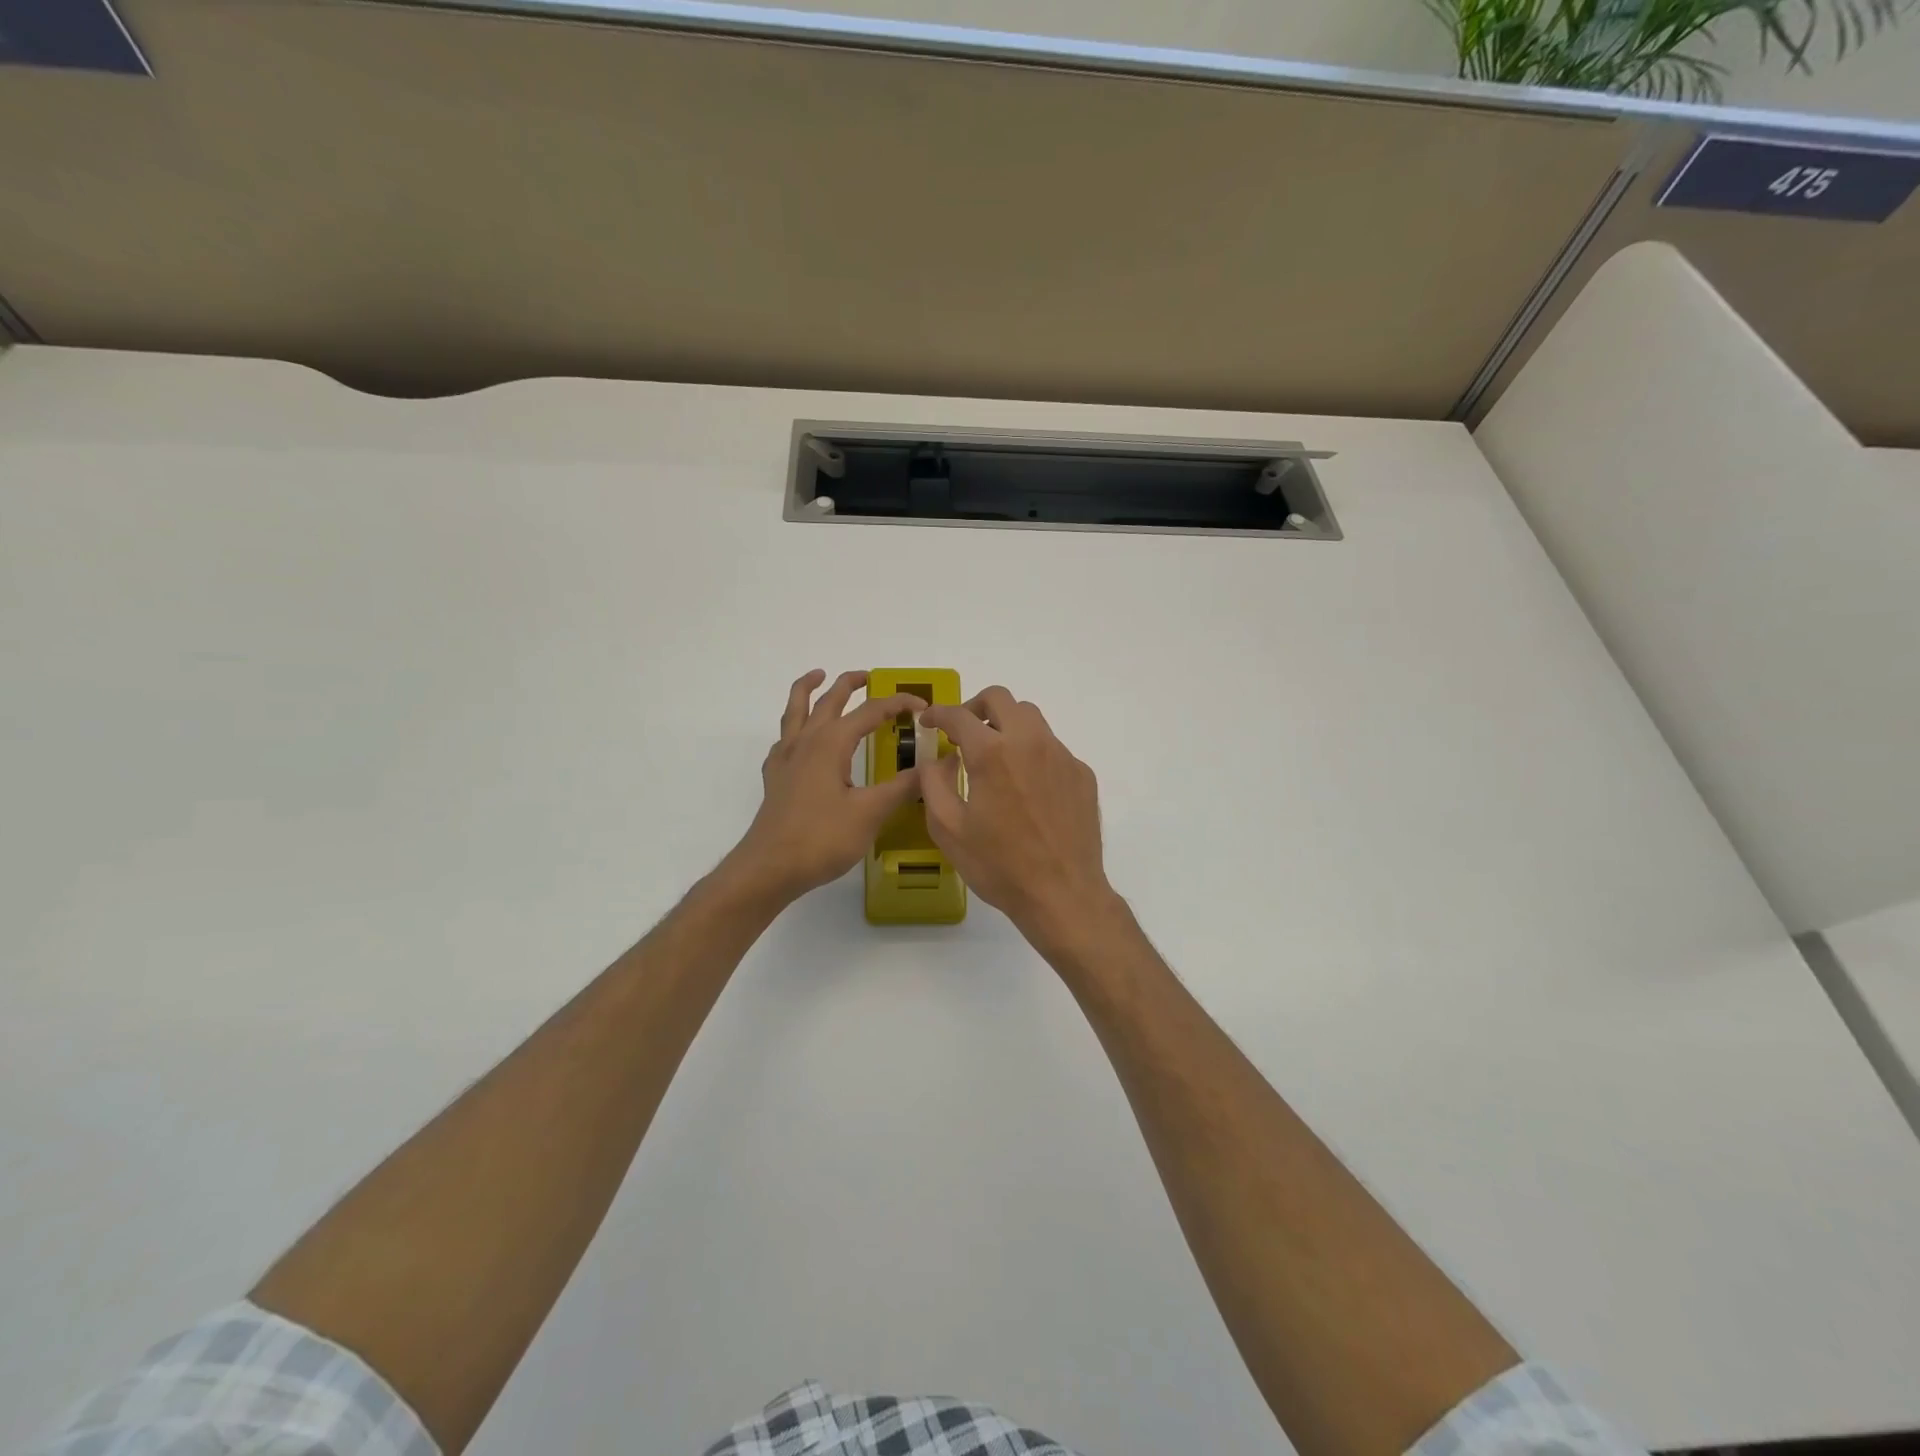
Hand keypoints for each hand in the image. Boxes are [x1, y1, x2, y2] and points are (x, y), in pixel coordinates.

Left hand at [728, 670, 926, 904]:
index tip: (923, 708)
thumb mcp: (871, 812)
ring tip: (818, 676)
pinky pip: (784, 739)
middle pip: (829, 700)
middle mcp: (806, 741)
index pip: (870, 711)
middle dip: (850, 684)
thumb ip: (903, 787)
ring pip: (796, 710)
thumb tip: (933, 766)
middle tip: (868, 676)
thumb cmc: (822, 838)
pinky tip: (800, 738)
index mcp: (831, 743)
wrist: (770, 867)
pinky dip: (794, 727)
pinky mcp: (775, 778)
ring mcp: (786, 758)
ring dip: (808, 690)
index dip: (898, 704)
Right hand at [920, 687, 1120, 952]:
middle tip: (963, 732)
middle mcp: (1030, 742)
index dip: (938, 714)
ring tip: (995, 756)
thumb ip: (934, 783)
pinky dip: (1032, 753)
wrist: (1063, 894)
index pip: (959, 716)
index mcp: (992, 753)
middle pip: (1002, 699)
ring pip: (1031, 718)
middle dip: (975, 707)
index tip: (929, 722)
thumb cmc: (999, 865)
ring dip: (1006, 725)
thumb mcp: (948, 829)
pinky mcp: (1081, 773)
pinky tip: (1026, 787)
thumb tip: (939, 758)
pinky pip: (1052, 748)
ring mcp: (1061, 756)